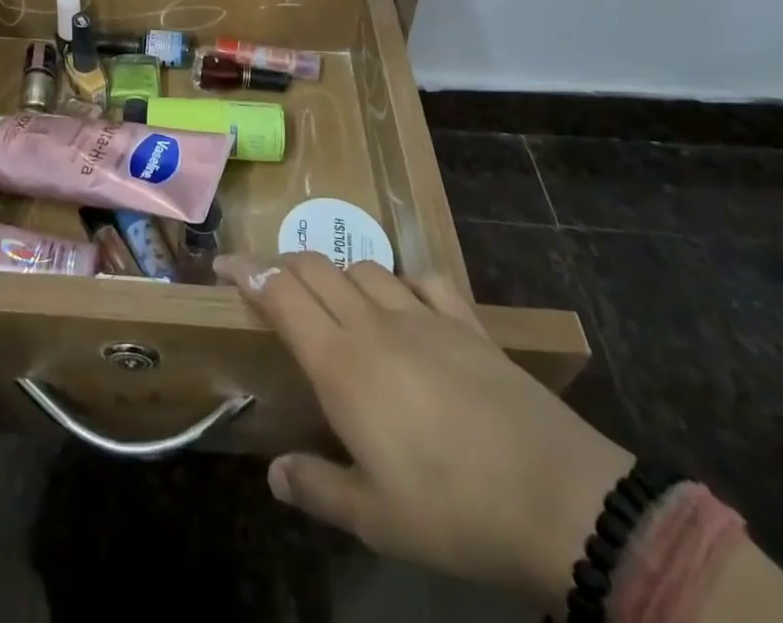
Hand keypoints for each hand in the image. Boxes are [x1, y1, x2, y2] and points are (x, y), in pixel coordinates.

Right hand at [216, 252, 632, 608]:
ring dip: (338, 271)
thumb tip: (275, 474)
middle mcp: (373, 324)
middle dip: (283, 263)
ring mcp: (423, 316)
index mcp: (340, 363)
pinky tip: (406, 300)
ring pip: (364, 267)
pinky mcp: (467, 323)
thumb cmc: (453, 510)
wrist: (558, 497)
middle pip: (315, 267)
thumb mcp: (376, 518)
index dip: (247, 270)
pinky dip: (404, 280)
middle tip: (268, 279)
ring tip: (333, 296)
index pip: (279, 292)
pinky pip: (426, 279)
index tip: (223, 264)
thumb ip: (317, 489)